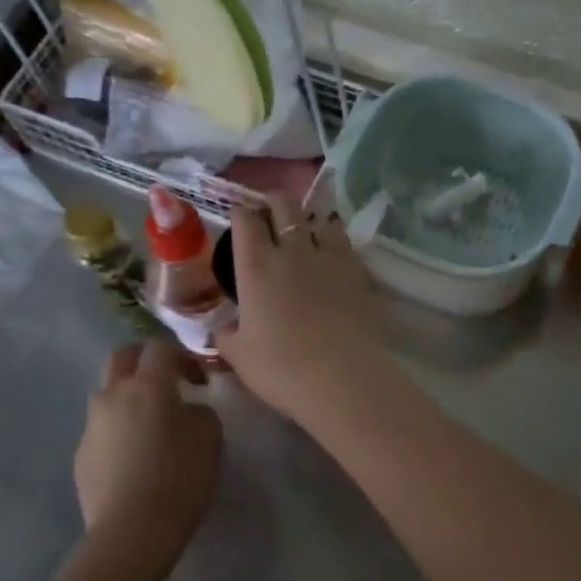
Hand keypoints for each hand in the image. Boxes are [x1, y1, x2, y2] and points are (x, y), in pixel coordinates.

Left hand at [75, 340, 221, 562]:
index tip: (198, 379)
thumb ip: (200, 413)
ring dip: (128, 397)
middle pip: (121, 357)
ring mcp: (92, 425)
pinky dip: (119, 431)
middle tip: (165, 383)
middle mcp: (113, 396)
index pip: (160, 347)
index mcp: (148, 386)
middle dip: (143, 361)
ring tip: (150, 426)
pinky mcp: (81, 453)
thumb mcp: (210, 439)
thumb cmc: (180, 479)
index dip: (181, 356)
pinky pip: (102, 429)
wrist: (132, 531)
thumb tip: (187, 411)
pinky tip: (135, 460)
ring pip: (108, 394)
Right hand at [217, 193, 378, 422]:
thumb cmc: (281, 369)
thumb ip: (227, 336)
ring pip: (320, 219)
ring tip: (307, 230)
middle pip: (284, 206)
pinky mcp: (358, 273)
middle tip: (270, 210)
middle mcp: (292, 252)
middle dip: (274, 202)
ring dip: (310, 220)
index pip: (245, 221)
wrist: (341, 378)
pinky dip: (336, 242)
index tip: (239, 215)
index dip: (240, 212)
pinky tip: (334, 255)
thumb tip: (222, 329)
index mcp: (256, 267)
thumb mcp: (240, 356)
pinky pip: (345, 244)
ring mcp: (329, 258)